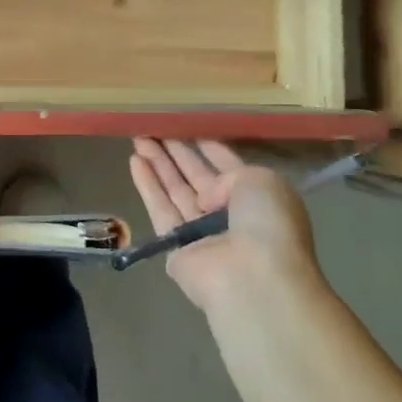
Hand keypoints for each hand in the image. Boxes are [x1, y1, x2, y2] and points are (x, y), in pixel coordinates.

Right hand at [129, 139, 320, 312]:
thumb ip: (230, 173)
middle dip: (176, 151)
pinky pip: (161, 209)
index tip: (184, 123)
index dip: (206, 145)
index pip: (227, 165)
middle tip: (153, 126)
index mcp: (257, 197)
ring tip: (138, 136)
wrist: (252, 278)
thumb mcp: (262, 181)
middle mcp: (229, 214)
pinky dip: (148, 185)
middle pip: (196, 176)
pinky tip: (134, 160)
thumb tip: (206, 195)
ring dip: (158, 163)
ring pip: (176, 190)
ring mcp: (201, 232)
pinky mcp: (176, 246)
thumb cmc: (267, 223)